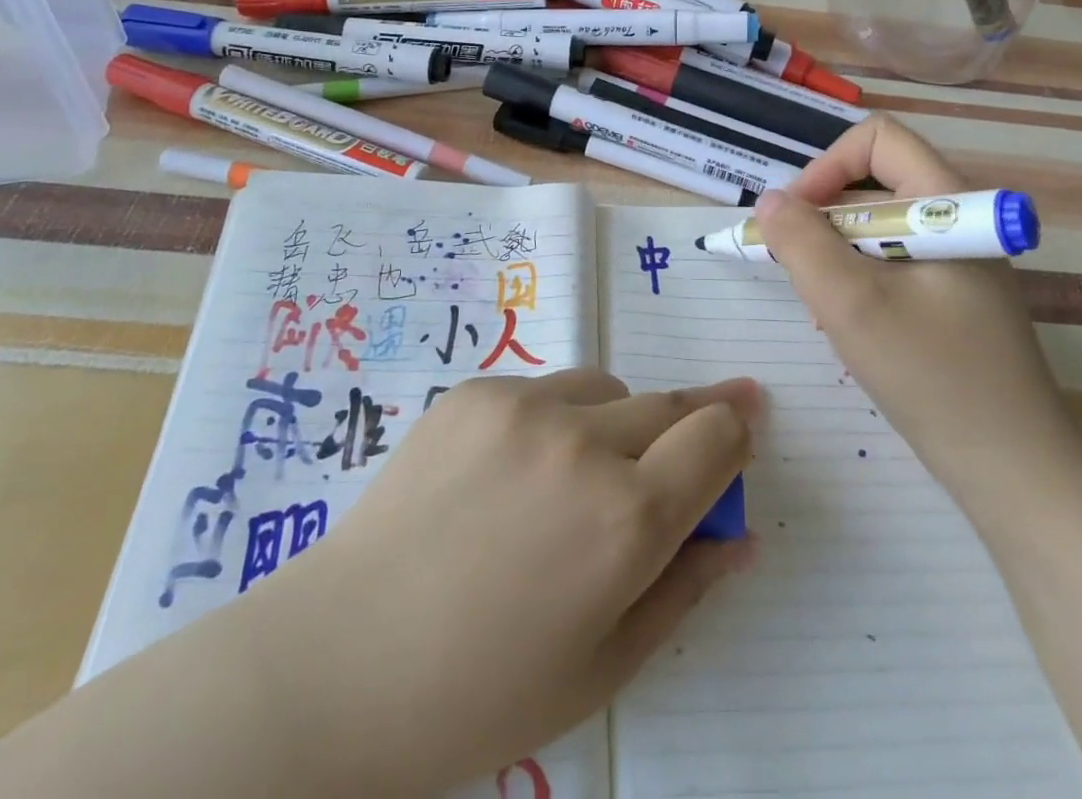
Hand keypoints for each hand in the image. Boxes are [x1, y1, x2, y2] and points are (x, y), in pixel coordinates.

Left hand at [247, 370, 759, 795]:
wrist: (339, 662)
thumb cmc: (480, 693)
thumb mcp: (603, 666)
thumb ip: (685, 589)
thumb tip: (741, 536)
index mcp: (627, 520)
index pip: (717, 437)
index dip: (736, 432)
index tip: (742, 429)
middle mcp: (585, 443)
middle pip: (670, 404)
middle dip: (689, 423)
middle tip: (679, 449)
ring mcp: (524, 405)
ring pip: (608, 389)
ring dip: (615, 423)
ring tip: (573, 479)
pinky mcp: (476, 389)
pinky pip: (544, 388)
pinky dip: (552, 421)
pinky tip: (507, 475)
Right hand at [754, 116, 1079, 489]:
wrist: (1015, 471)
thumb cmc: (933, 376)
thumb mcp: (851, 305)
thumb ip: (802, 243)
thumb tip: (771, 200)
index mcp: (947, 203)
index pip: (878, 139)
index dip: (827, 166)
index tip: (796, 218)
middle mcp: (956, 220)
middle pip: (874, 182)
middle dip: (824, 218)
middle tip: (798, 269)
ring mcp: (958, 260)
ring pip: (877, 227)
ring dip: (837, 254)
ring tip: (825, 308)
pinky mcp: (953, 296)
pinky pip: (891, 263)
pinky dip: (858, 280)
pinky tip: (850, 328)